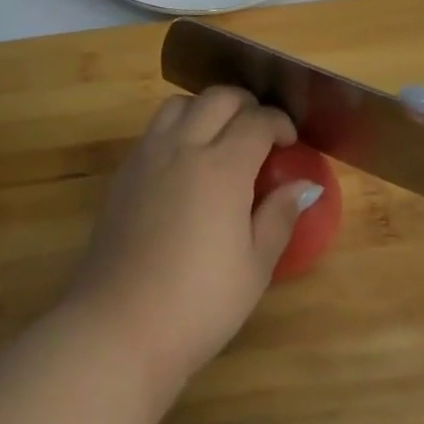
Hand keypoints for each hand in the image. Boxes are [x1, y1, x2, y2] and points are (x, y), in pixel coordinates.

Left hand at [64, 87, 316, 392]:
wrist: (118, 326)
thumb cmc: (198, 304)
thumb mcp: (254, 268)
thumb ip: (279, 217)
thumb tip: (305, 186)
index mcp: (222, 167)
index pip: (257, 120)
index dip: (279, 122)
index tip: (290, 140)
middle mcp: (183, 147)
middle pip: (218, 98)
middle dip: (247, 104)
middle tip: (261, 131)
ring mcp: (148, 155)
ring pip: (180, 103)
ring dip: (207, 107)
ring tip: (221, 136)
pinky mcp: (124, 172)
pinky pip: (155, 128)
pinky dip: (178, 126)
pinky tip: (186, 161)